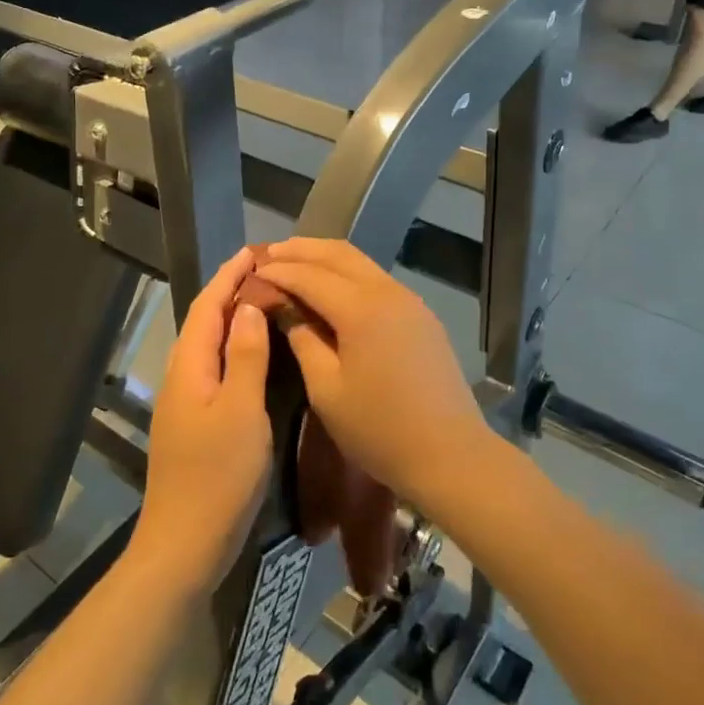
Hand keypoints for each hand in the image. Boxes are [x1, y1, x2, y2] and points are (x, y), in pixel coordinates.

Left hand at [133, 250, 273, 598]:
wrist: (185, 544)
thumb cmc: (218, 476)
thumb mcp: (242, 412)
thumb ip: (246, 356)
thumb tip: (250, 306)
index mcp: (190, 366)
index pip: (209, 305)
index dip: (230, 276)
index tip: (256, 251)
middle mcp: (182, 375)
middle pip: (205, 320)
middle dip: (231, 290)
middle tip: (269, 271)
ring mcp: (186, 400)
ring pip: (209, 344)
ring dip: (233, 317)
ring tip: (266, 300)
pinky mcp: (195, 421)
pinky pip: (215, 366)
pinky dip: (235, 347)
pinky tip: (257, 354)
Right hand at [250, 239, 490, 508]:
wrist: (451, 454)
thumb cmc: (379, 429)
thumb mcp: (327, 389)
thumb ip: (303, 340)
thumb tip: (285, 308)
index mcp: (361, 309)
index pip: (310, 276)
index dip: (279, 271)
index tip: (252, 270)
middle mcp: (387, 292)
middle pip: (338, 254)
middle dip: (301, 250)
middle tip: (269, 253)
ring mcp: (409, 301)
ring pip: (361, 262)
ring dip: (325, 257)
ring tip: (295, 262)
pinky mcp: (420, 315)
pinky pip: (377, 280)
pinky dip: (348, 274)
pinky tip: (331, 287)